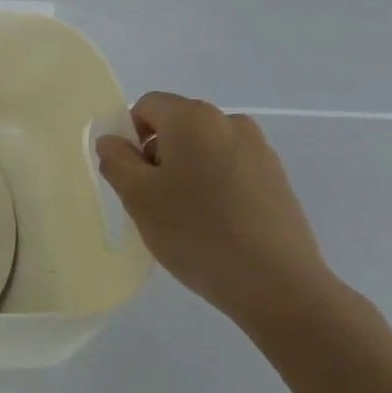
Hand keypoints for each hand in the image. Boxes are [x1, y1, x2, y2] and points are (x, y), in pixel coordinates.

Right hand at [96, 92, 335, 329]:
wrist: (278, 285)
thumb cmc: (196, 233)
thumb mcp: (137, 197)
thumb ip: (116, 160)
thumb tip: (113, 141)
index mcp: (193, 118)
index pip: (147, 106)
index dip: (130, 137)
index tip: (133, 178)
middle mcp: (230, 122)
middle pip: (177, 126)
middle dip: (158, 156)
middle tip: (154, 202)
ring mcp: (260, 150)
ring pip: (203, 149)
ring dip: (186, 172)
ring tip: (187, 218)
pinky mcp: (277, 179)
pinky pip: (230, 169)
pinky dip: (214, 186)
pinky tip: (216, 225)